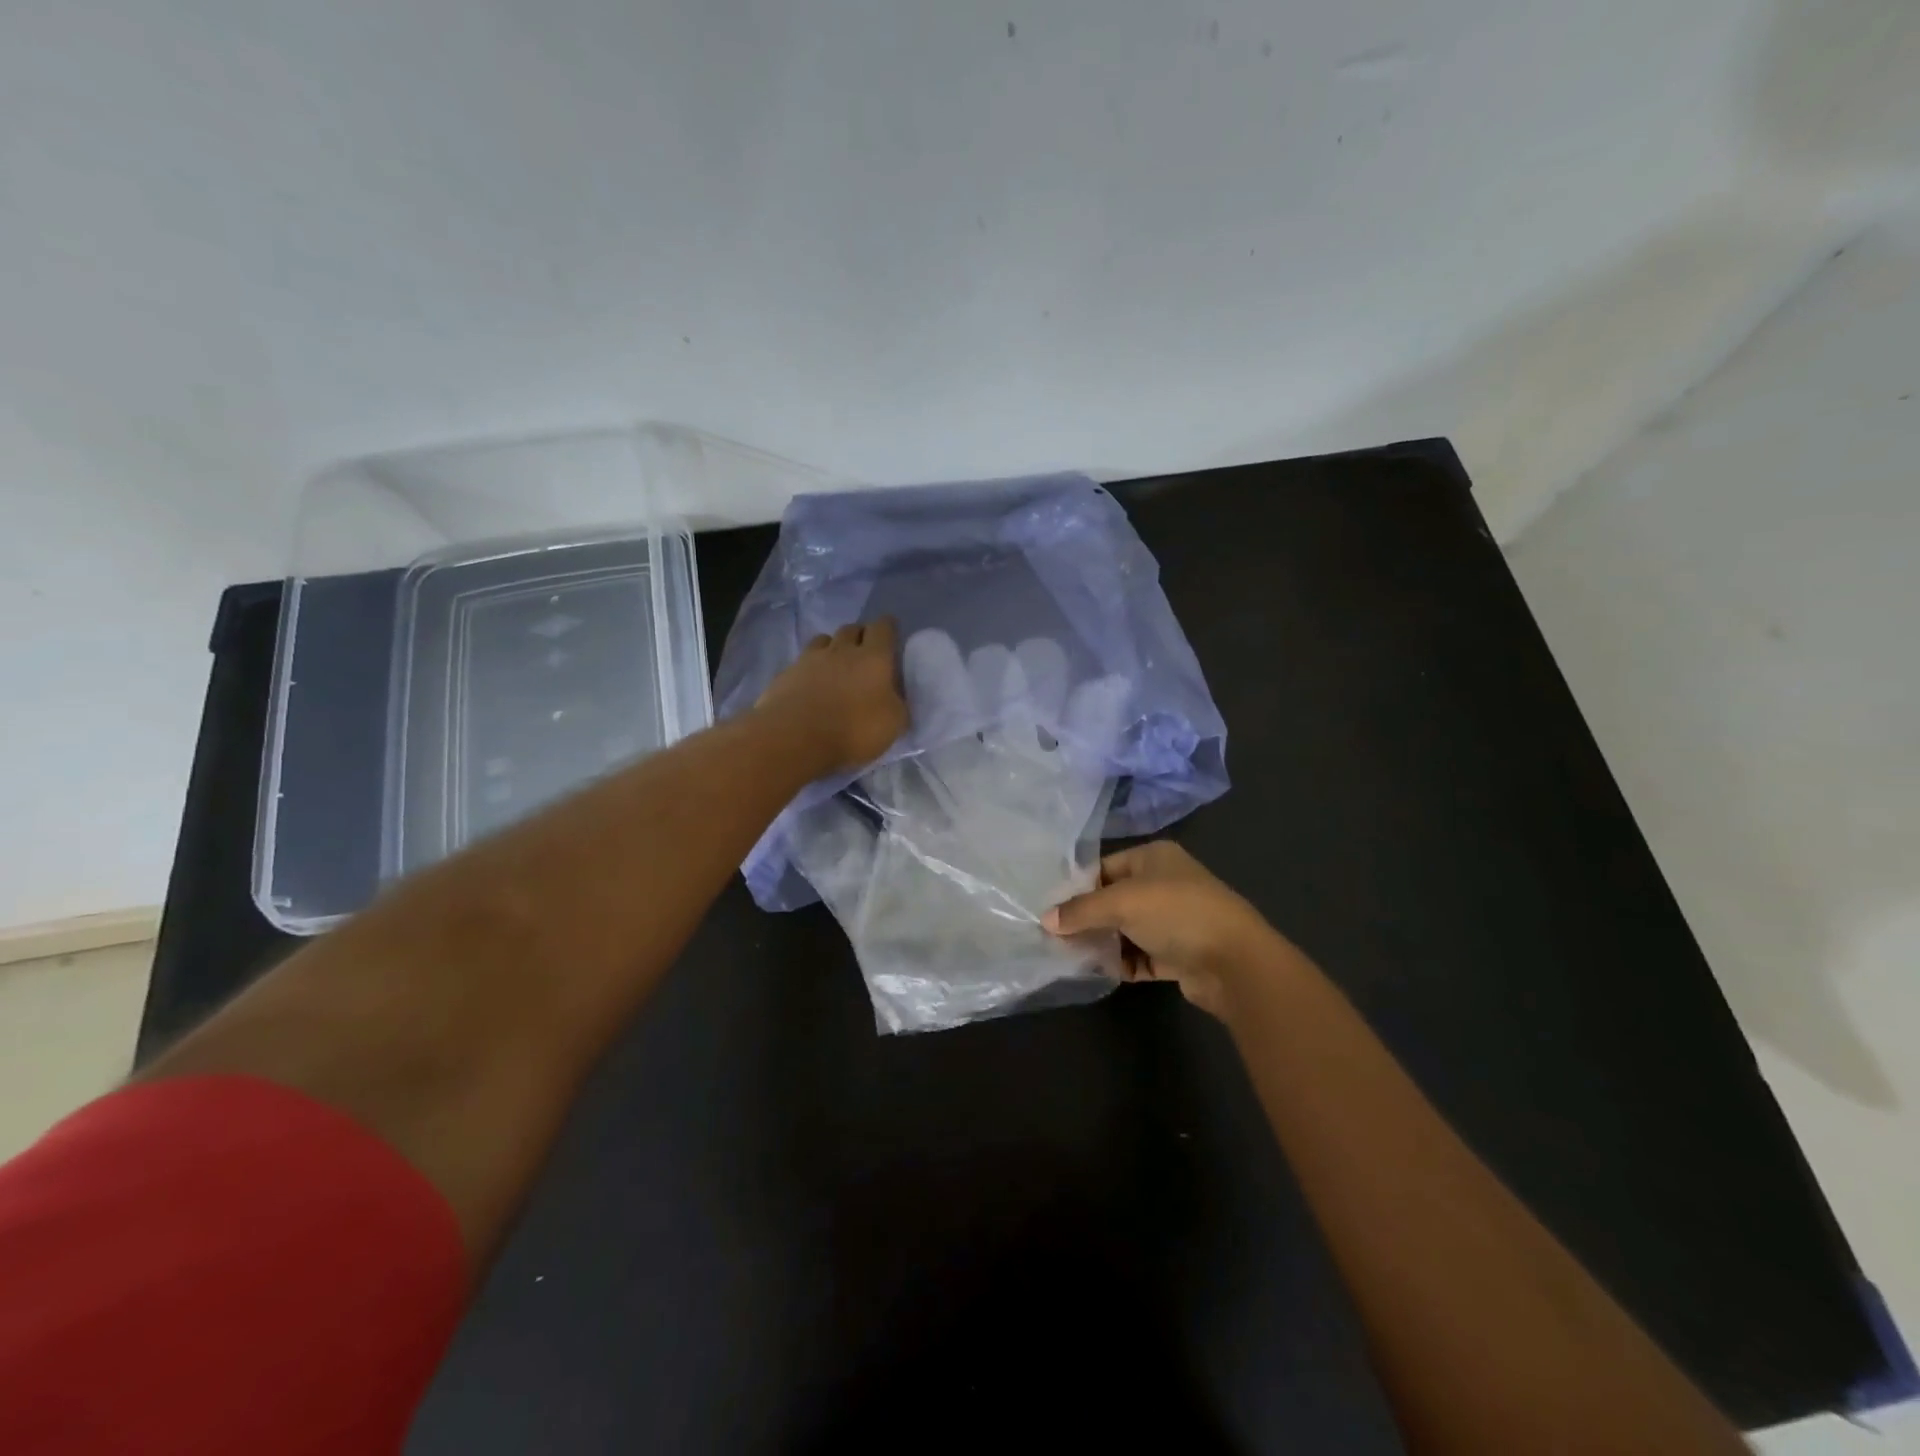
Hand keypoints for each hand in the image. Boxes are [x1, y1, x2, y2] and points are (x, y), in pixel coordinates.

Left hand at [755, 618, 909, 775]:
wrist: (795, 738)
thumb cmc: (854, 730)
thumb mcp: (894, 724)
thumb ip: (898, 703)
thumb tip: (896, 696)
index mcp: (873, 657)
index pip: (883, 628)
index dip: (888, 628)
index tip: (891, 634)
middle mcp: (842, 650)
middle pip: (852, 628)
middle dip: (860, 635)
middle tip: (865, 652)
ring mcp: (810, 659)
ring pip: (824, 640)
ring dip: (833, 647)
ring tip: (836, 664)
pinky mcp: (787, 673)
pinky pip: (803, 661)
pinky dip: (811, 667)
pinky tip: (811, 684)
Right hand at [1044, 841, 1283, 1019]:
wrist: (1234, 962)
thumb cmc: (1176, 914)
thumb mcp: (1121, 903)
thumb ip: (1081, 910)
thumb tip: (1046, 920)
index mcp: (1154, 858)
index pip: (1105, 868)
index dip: (1077, 887)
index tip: (1050, 908)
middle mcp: (1164, 884)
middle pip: (1113, 900)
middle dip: (1087, 918)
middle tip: (1055, 936)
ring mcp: (1173, 920)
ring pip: (1126, 930)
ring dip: (1103, 943)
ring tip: (1073, 956)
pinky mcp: (1178, 954)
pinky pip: (1140, 955)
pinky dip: (1122, 963)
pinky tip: (1102, 971)